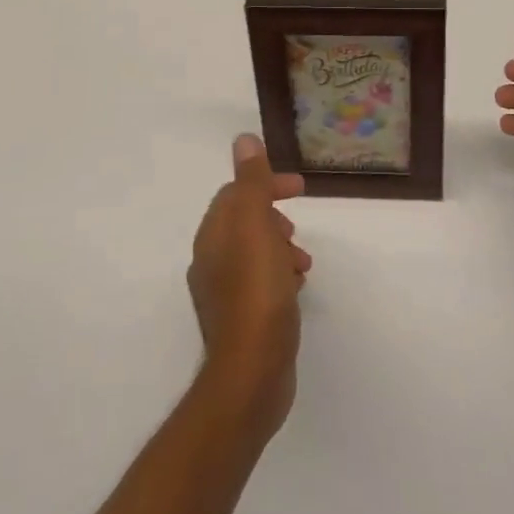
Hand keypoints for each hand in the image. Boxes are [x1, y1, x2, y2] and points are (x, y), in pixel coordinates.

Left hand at [187, 134, 312, 435]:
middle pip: (243, 222)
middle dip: (274, 216)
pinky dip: (279, 273)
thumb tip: (243, 139)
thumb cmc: (256, 292)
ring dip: (280, 246)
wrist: (251, 374)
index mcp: (212, 236)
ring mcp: (223, 294)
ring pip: (254, 252)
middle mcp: (210, 262)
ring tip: (303, 262)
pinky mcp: (240, 321)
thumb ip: (251, 182)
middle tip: (299, 226)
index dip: (266, 184)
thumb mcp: (256, 226)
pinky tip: (296, 288)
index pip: (235, 193)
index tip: (300, 188)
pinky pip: (260, 281)